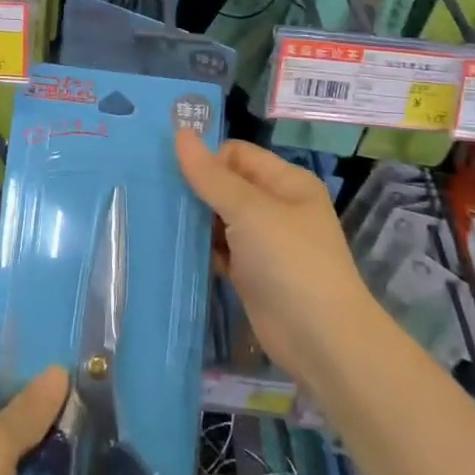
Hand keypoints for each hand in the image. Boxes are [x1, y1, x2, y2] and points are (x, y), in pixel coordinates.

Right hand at [176, 130, 376, 385]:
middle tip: (152, 193)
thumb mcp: (249, 210)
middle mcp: (276, 206)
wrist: (321, 341)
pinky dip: (200, 249)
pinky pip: (219, 250)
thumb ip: (210, 175)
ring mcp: (264, 242)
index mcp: (286, 181)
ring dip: (194, 220)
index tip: (168, 171)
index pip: (236, 154)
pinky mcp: (251, 274)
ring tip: (154, 218)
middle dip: (194, 189)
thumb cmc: (290, 261)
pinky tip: (171, 247)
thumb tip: (180, 133)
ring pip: (219, 218)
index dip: (206, 159)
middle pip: (225, 184)